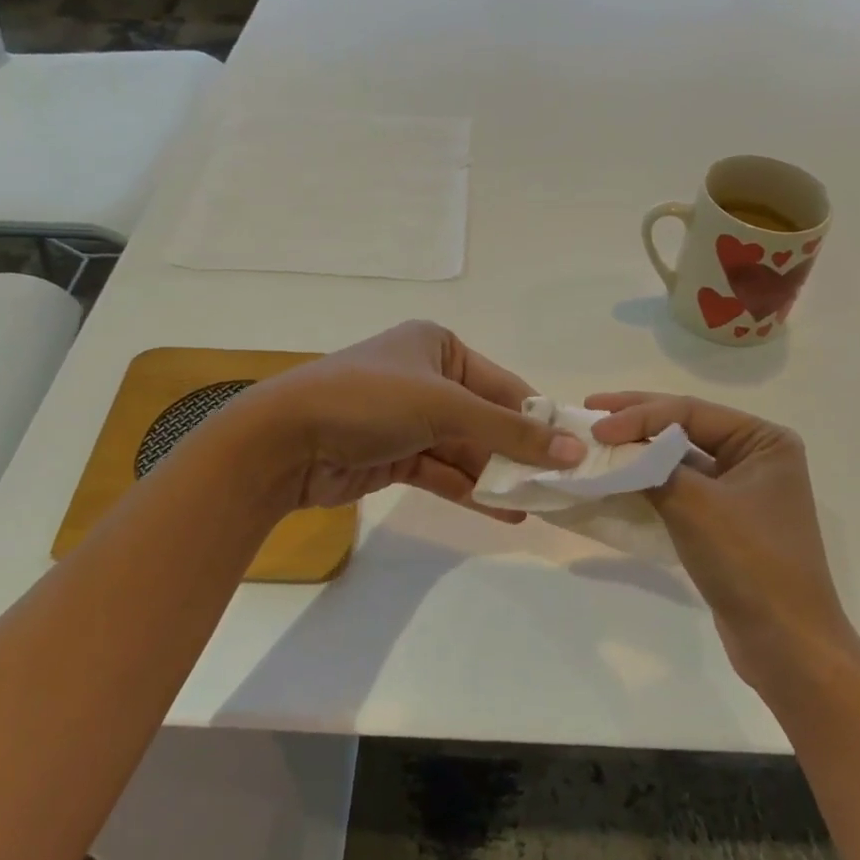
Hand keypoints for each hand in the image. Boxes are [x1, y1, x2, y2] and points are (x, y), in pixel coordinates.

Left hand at [219, 322, 584, 518]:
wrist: (285, 441)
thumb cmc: (370, 401)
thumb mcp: (445, 406)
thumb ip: (509, 432)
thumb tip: (573, 451)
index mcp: (439, 347)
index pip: (503, 385)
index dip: (537, 419)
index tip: (575, 451)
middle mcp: (426, 378)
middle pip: (486, 419)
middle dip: (519, 453)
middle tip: (562, 486)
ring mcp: (409, 420)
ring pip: (466, 450)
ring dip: (498, 476)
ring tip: (542, 504)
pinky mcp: (394, 456)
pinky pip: (443, 472)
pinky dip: (471, 490)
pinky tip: (506, 511)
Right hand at [588, 393, 856, 690]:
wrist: (786, 645)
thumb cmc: (750, 562)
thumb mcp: (695, 505)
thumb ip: (652, 467)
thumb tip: (612, 449)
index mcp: (764, 440)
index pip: (690, 411)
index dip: (639, 414)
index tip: (596, 426)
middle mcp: (755, 457)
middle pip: (685, 427)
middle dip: (636, 420)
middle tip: (589, 410)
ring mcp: (740, 490)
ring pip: (679, 459)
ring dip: (639, 451)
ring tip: (596, 440)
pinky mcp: (724, 521)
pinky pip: (680, 489)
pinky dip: (648, 481)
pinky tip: (617, 477)